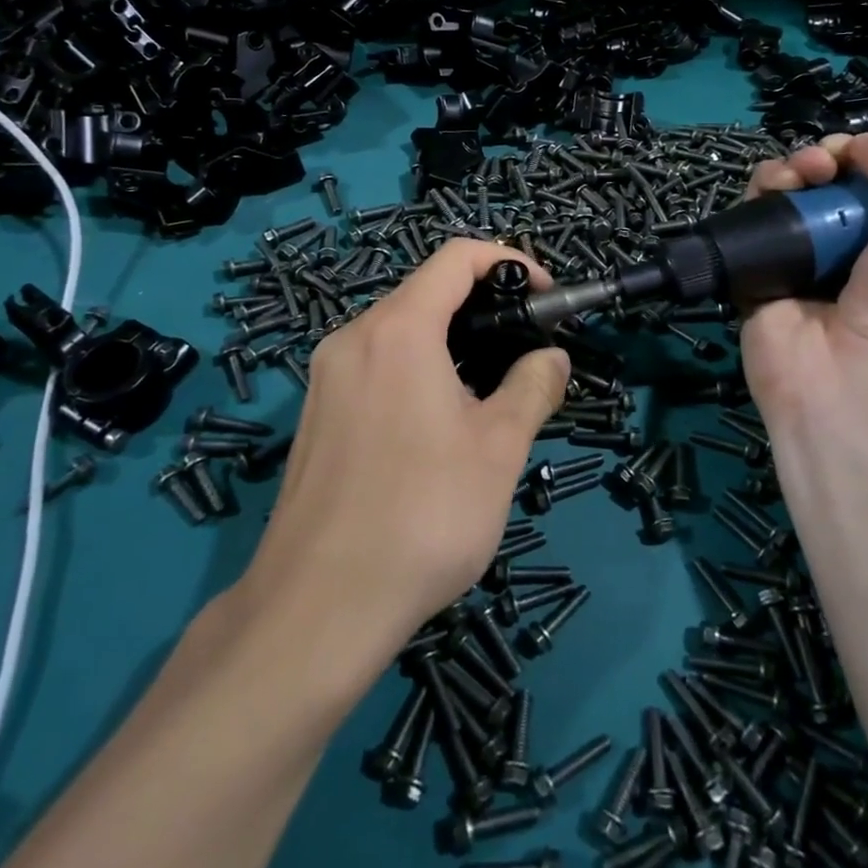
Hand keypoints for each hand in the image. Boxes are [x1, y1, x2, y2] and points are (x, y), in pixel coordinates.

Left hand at [239, 240, 568, 658]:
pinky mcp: (317, 416)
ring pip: (400, 333)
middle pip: (426, 293)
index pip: (455, 258)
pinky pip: (376, 367)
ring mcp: (326, 378)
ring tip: (491, 392)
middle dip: (483, 307)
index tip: (543, 297)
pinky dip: (418, 370)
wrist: (316, 609)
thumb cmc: (422, 515)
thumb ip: (532, 387)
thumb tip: (551, 358)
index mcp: (397, 330)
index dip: (508, 261)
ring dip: (452, 343)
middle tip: (525, 350)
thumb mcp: (498, 448)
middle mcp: (353, 339)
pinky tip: (440, 426)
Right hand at [739, 132, 867, 478]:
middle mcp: (851, 250)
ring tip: (797, 178)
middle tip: (823, 166)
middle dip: (825, 158)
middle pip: (827, 183)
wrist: (855, 391)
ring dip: (789, 170)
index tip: (857, 155)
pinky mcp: (756, 274)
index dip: (867, 157)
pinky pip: (750, 222)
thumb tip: (861, 144)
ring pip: (786, 195)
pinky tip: (769, 193)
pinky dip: (756, 196)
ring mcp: (801, 262)